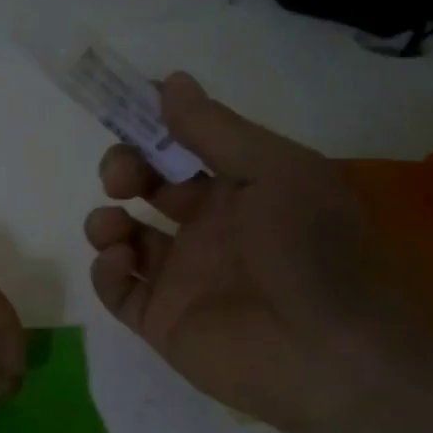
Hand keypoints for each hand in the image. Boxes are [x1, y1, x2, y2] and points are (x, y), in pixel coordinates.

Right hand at [82, 71, 411, 432]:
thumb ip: (214, 128)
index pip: (184, 150)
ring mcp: (182, 277)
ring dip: (105, 221)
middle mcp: (209, 229)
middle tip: (121, 177)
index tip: (125, 113)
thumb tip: (169, 81)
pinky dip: (107, 270)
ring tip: (113, 225)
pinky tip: (121, 260)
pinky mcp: (161, 320)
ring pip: (125, 238)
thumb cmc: (306, 246)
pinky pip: (119, 289)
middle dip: (123, 171)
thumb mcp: (272, 168)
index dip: (153, 131)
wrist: (327, 352)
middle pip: (147, 189)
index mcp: (241, 190)